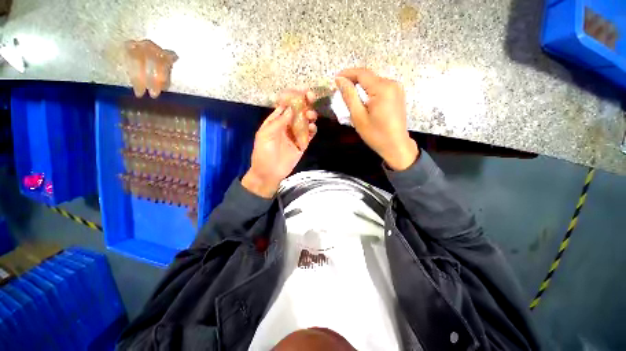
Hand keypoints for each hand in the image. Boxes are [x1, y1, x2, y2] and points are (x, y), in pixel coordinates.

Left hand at [242, 91, 317, 197]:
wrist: (269, 173)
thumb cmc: (263, 153)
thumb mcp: (266, 136)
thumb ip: (278, 122)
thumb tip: (290, 108)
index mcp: (275, 122)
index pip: (285, 106)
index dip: (293, 98)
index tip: (301, 92)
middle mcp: (286, 126)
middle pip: (297, 112)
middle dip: (304, 103)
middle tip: (311, 97)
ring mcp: (295, 135)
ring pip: (305, 122)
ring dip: (310, 116)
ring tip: (311, 116)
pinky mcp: (302, 144)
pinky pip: (309, 135)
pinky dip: (313, 130)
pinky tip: (313, 128)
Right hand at [335, 68, 418, 170]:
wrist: (396, 145)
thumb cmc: (375, 134)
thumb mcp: (358, 117)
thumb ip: (349, 96)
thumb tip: (340, 80)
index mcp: (382, 88)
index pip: (362, 73)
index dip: (347, 74)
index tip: (335, 80)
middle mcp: (392, 83)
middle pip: (368, 77)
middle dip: (353, 81)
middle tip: (341, 91)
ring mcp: (397, 88)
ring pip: (373, 82)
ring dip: (361, 87)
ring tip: (350, 97)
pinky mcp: (397, 94)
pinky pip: (380, 88)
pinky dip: (369, 92)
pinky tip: (363, 101)